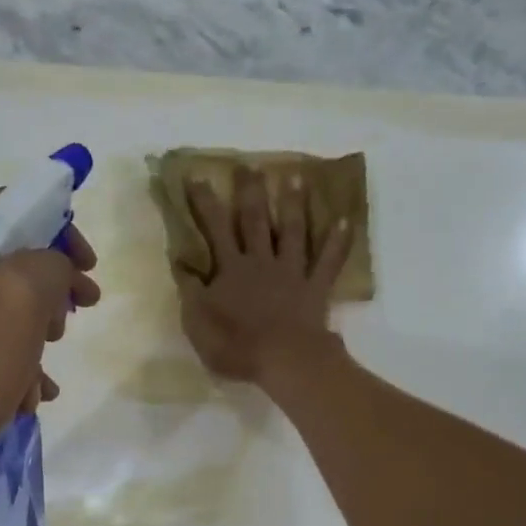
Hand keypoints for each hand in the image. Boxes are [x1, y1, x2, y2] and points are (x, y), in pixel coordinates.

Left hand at [0, 189, 99, 480]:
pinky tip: (21, 398)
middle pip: (3, 258)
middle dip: (45, 297)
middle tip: (65, 329)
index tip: (90, 273)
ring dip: (28, 341)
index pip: (13, 207)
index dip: (62, 236)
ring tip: (41, 382)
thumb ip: (49, 264)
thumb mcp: (19, 303)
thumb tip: (53, 269)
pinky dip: (1, 361)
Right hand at [174, 165, 350, 385]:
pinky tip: (344, 219)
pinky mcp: (315, 287)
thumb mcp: (197, 323)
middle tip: (250, 166)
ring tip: (296, 178)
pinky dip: (337, 241)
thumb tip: (180, 262)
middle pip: (254, 221)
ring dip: (293, 204)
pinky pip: (328, 260)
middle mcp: (261, 261)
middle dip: (250, 192)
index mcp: (230, 269)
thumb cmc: (236, 345)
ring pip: (292, 232)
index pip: (214, 229)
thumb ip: (189, 291)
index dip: (204, 203)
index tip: (197, 176)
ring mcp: (291, 272)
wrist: (284, 359)